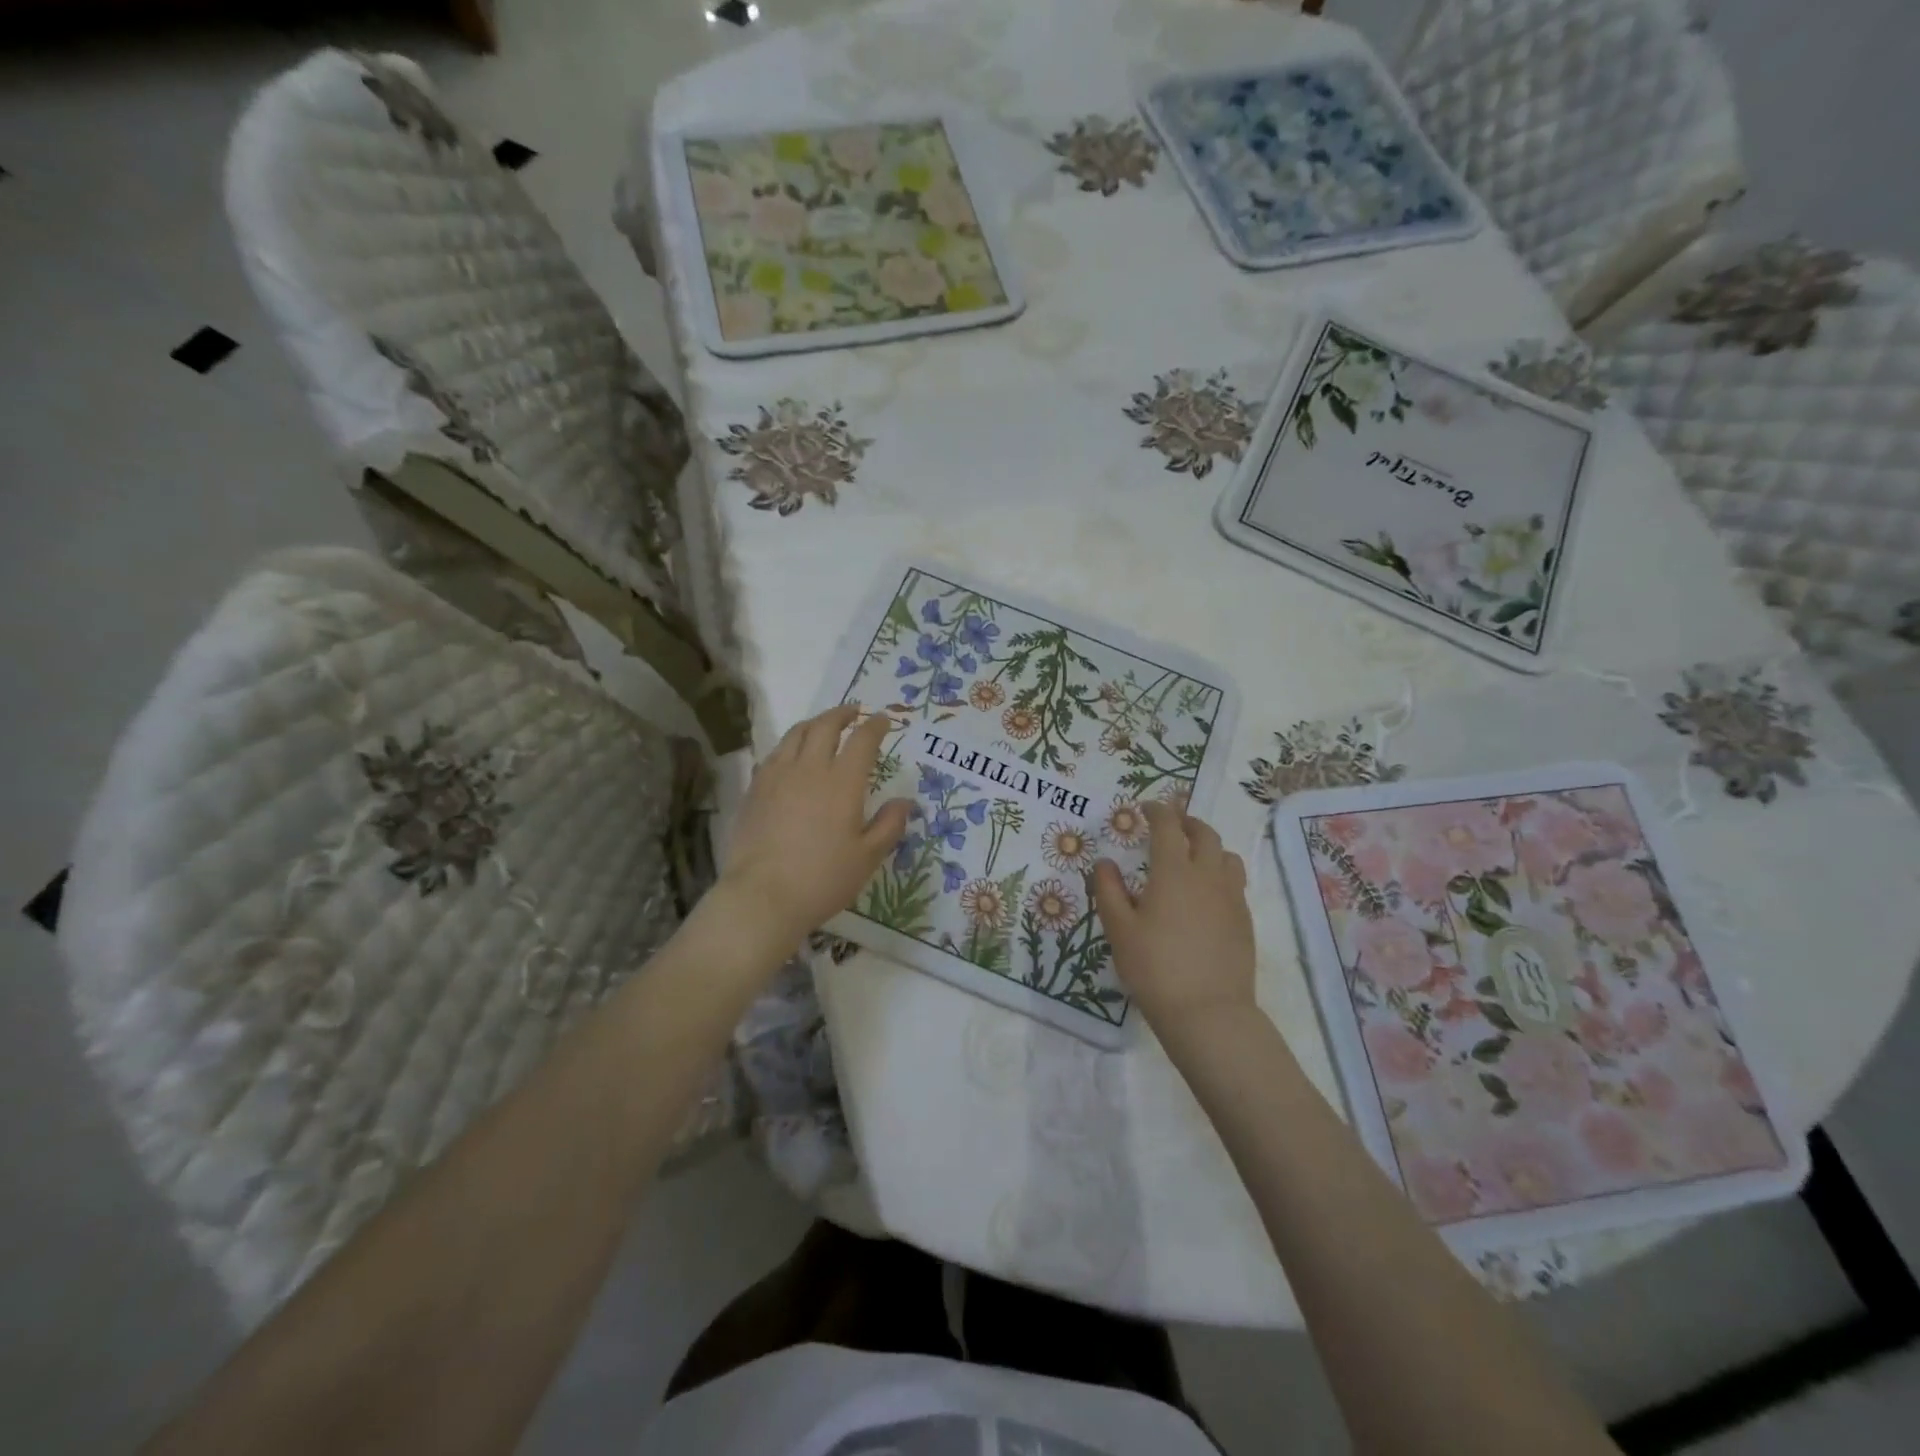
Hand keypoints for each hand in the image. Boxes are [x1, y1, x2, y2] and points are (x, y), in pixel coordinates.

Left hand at [719, 705, 911, 950]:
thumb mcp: (867, 858)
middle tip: (854, 712)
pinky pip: (774, 754)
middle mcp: (809, 769)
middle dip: (842, 714)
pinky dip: (789, 745)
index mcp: (842, 782)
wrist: (762, 896)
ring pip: (795, 734)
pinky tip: (791, 755)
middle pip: (825, 726)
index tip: (883, 720)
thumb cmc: (822, 879)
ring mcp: (777, 776)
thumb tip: (905, 801)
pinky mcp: (755, 790)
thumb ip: (889, 825)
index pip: (862, 740)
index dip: (875, 726)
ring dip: (814, 723)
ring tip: (823, 725)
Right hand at [1091, 802, 1255, 1033]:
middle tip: (1170, 826)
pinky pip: (1234, 883)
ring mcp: (1231, 897)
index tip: (1145, 808)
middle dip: (1186, 822)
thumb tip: (1104, 863)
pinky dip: (1219, 874)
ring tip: (1192, 857)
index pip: (1167, 826)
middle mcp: (1207, 875)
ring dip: (1209, 846)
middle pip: (1204, 833)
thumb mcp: (1119, 929)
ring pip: (1226, 855)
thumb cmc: (1155, 967)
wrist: (1207, 1012)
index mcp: (1174, 870)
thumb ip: (1108, 890)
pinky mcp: (1245, 920)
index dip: (1156, 811)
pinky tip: (1205, 895)